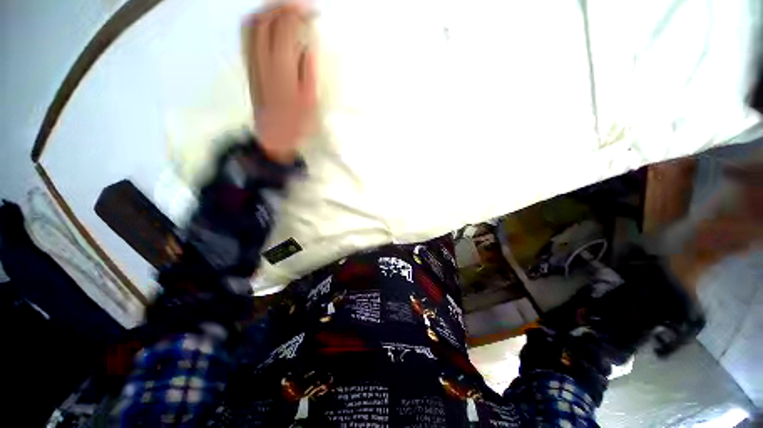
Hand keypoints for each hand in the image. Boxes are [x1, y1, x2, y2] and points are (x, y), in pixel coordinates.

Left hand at [245, 4, 315, 163]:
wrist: (274, 136)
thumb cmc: (297, 123)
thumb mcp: (309, 99)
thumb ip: (307, 68)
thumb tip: (307, 43)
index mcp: (282, 69)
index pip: (285, 28)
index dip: (299, 13)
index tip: (313, 11)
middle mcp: (262, 60)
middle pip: (265, 19)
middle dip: (283, 6)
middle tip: (300, 6)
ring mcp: (252, 62)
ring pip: (252, 24)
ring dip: (268, 10)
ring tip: (285, 9)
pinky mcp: (249, 66)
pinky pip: (247, 35)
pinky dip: (258, 21)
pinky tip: (269, 23)